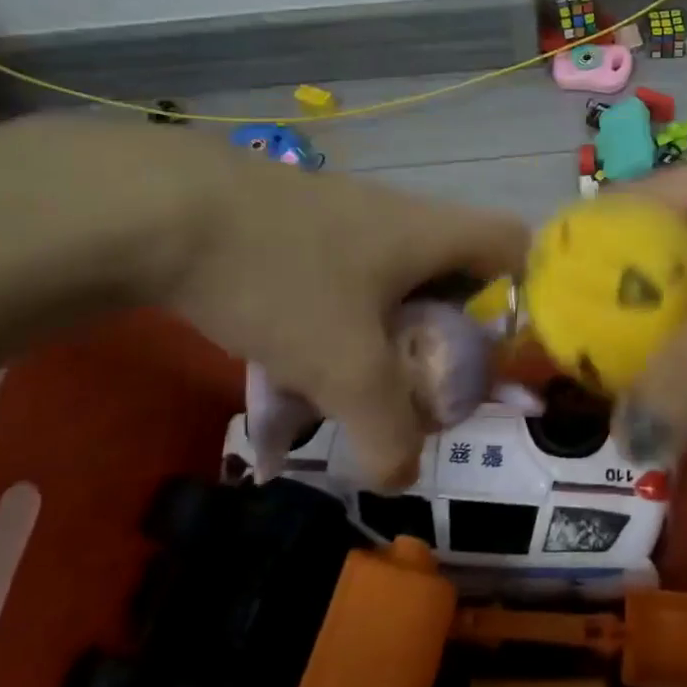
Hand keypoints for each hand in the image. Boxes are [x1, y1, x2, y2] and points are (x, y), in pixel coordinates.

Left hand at [150, 139, 526, 488]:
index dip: (524, 295)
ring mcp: (343, 219)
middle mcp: (398, 218)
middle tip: (421, 387)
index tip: (496, 352)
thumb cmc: (283, 276)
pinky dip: (333, 326)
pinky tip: (290, 366)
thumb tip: (402, 475)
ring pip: (389, 285)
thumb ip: (387, 430)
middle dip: (444, 337)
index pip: (513, 245)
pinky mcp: (295, 228)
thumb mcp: (344, 367)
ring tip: (350, 390)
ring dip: (382, 339)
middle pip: (452, 275)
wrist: (163, 211)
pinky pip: (339, 282)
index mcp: (431, 233)